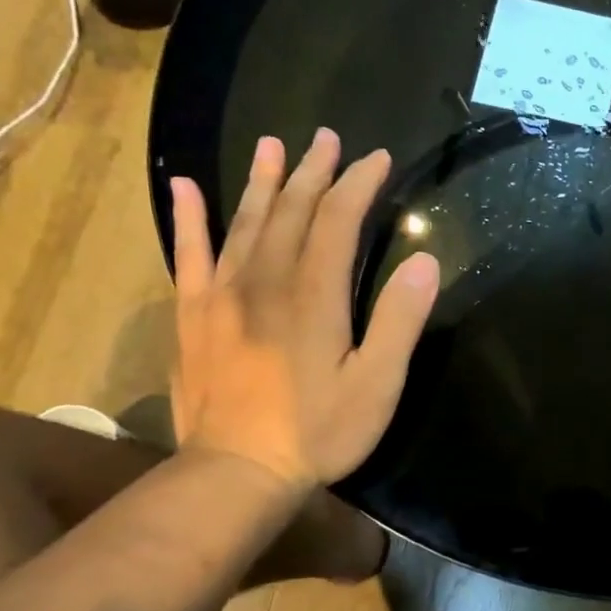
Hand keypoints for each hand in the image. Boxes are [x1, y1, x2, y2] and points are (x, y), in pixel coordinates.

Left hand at [167, 129, 438, 491]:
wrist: (235, 473)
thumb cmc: (318, 432)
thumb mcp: (377, 384)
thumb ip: (400, 320)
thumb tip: (426, 261)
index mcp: (313, 295)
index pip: (336, 221)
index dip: (358, 185)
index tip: (378, 158)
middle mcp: (264, 281)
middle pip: (290, 211)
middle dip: (313, 171)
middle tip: (327, 138)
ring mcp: (221, 296)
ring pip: (244, 223)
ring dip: (262, 182)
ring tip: (272, 145)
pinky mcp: (193, 316)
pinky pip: (189, 255)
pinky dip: (188, 219)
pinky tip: (184, 188)